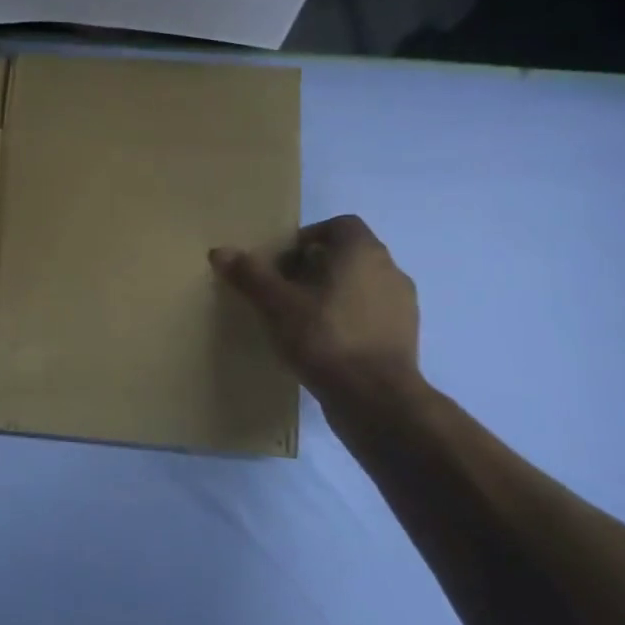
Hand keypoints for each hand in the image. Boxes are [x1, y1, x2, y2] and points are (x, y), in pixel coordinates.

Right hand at [210, 216, 422, 407]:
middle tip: (284, 290)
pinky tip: (324, 344)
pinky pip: (371, 314)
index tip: (283, 263)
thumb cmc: (325, 337)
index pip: (340, 225)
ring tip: (302, 319)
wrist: (376, 398)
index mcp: (362, 251)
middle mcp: (389, 269)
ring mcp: (402, 305)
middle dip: (315, 267)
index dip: (309, 238)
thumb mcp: (276, 304)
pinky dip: (349, 319)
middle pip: (348, 255)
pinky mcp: (405, 337)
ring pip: (361, 285)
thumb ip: (250, 274)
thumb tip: (219, 251)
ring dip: (333, 294)